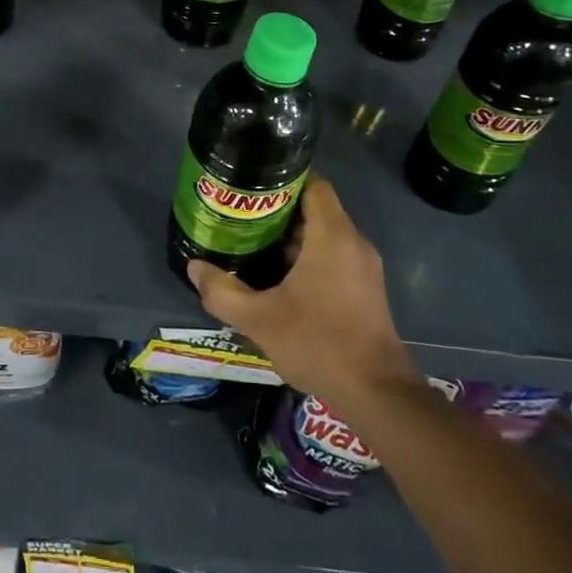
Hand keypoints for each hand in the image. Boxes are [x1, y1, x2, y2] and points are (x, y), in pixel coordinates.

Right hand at [187, 176, 413, 406]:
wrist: (377, 393)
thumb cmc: (318, 343)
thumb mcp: (258, 319)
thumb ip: (222, 291)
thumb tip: (194, 268)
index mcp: (332, 236)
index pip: (313, 184)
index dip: (283, 179)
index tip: (252, 187)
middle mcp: (353, 243)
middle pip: (315, 209)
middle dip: (279, 210)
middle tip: (242, 217)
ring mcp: (364, 267)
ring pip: (325, 234)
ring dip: (293, 237)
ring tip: (254, 244)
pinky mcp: (367, 289)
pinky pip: (335, 256)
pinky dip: (309, 257)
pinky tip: (280, 278)